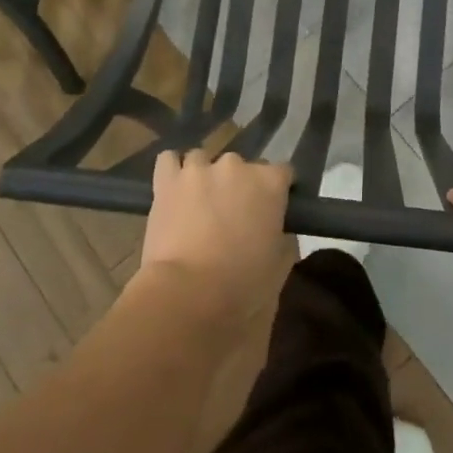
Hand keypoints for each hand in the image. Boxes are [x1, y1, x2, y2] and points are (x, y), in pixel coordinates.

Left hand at [138, 150, 295, 322]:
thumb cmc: (241, 285)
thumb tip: (280, 232)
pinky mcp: (167, 180)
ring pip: (203, 159)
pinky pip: (169, 160)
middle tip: (232, 215)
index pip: (283, 172)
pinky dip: (173, 171)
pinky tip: (174, 188)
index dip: (278, 191)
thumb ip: (285, 240)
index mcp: (270, 183)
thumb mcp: (280, 268)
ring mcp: (199, 169)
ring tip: (199, 202)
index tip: (272, 210)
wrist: (187, 293)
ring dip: (204, 176)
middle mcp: (236, 166)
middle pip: (241, 166)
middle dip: (239, 185)